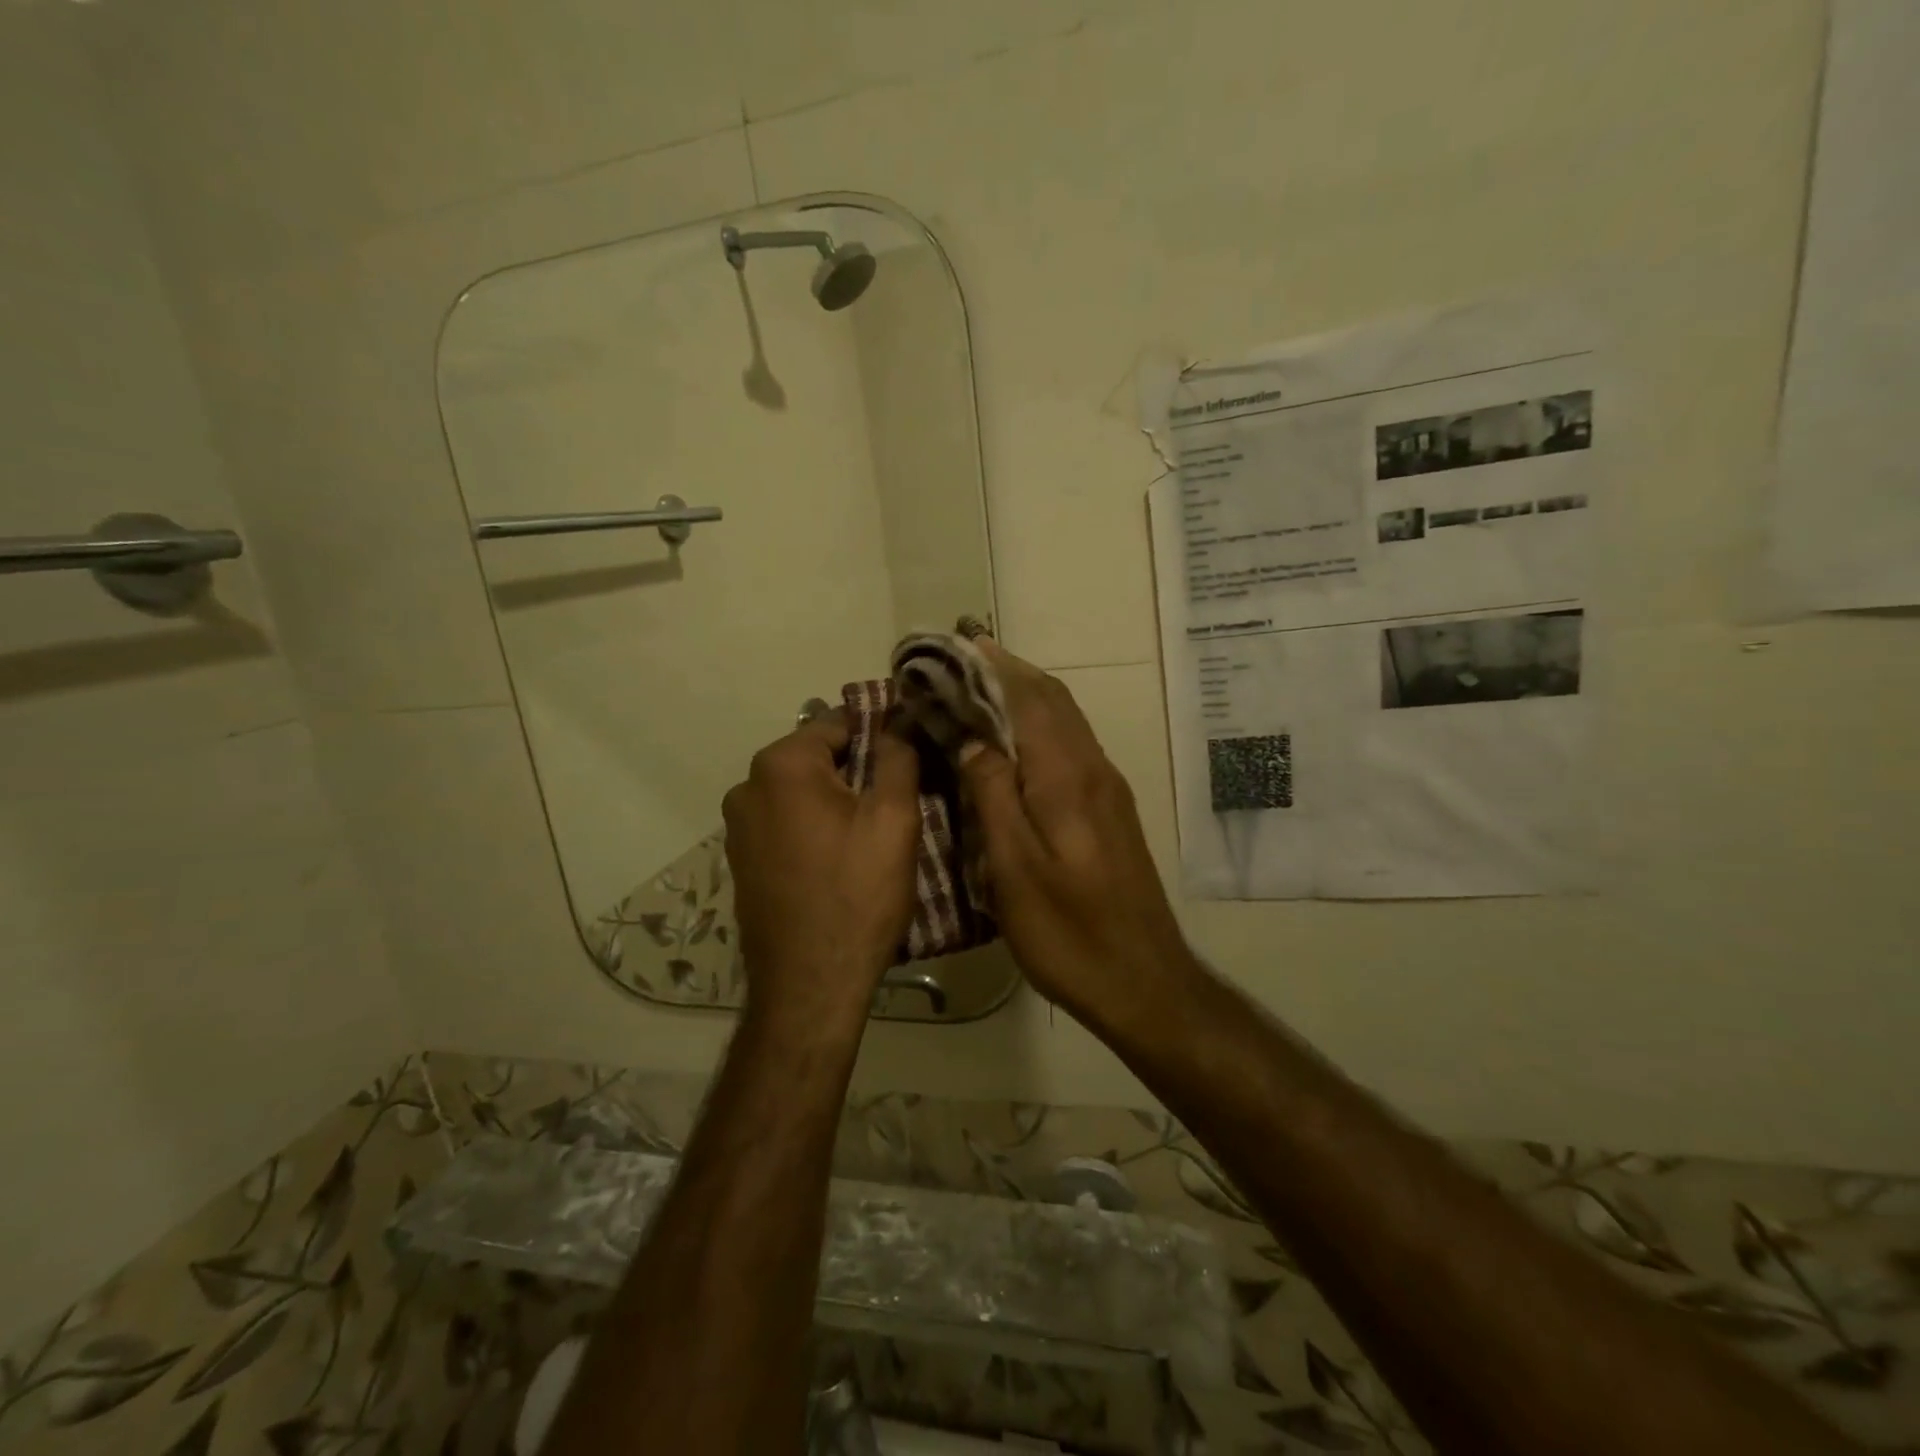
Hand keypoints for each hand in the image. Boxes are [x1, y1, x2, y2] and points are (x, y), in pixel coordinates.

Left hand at [722, 711, 920, 1028]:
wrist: (810, 984)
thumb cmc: (857, 893)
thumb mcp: (893, 818)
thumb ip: (897, 758)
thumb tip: (897, 725)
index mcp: (780, 765)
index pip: (840, 722)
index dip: (882, 731)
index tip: (914, 750)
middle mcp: (747, 786)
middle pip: (818, 758)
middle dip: (859, 770)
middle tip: (901, 799)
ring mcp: (739, 827)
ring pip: (803, 793)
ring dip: (838, 800)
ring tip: (876, 832)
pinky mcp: (743, 860)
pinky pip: (787, 823)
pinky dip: (816, 827)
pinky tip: (843, 858)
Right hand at [958, 641, 1197, 1025]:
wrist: (1143, 981)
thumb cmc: (1069, 931)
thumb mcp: (1014, 868)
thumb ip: (993, 795)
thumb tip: (973, 740)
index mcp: (1067, 776)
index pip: (1030, 697)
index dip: (994, 666)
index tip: (957, 642)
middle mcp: (1093, 769)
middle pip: (1052, 700)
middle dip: (1008, 672)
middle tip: (962, 659)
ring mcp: (1107, 789)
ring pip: (1065, 721)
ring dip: (1025, 696)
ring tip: (980, 688)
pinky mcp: (1111, 811)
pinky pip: (1070, 747)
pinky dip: (1039, 727)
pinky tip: (1014, 744)